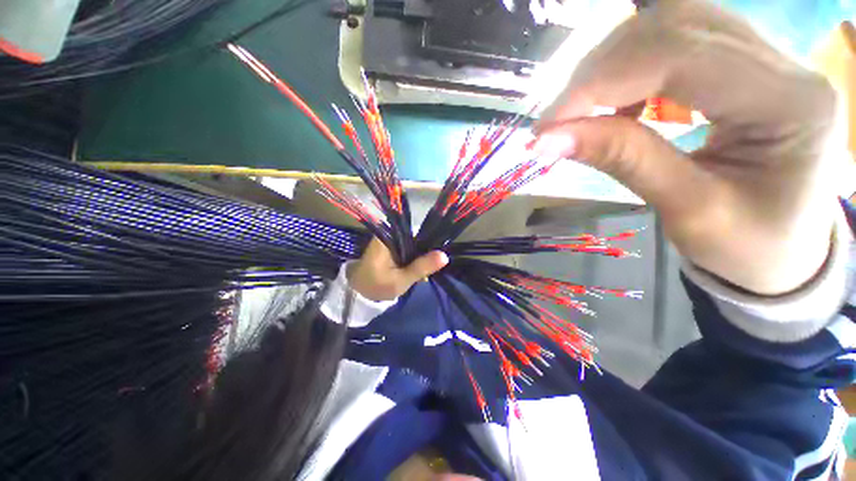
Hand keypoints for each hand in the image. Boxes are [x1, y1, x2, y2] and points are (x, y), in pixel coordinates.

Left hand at [348, 238, 448, 301]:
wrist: (359, 292)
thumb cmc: (377, 286)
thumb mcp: (401, 280)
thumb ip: (421, 267)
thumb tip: (445, 256)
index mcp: (388, 237)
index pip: (416, 231)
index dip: (430, 242)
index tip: (438, 256)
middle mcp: (389, 234)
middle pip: (415, 237)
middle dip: (425, 252)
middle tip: (430, 269)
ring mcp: (390, 240)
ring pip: (413, 244)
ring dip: (420, 257)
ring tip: (425, 272)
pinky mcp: (391, 247)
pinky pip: (408, 248)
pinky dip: (414, 259)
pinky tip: (418, 270)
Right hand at [532, 0, 842, 294]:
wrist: (786, 251)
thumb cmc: (748, 247)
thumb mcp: (686, 211)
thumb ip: (621, 160)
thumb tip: (548, 139)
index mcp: (789, 103)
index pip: (680, 56)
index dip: (599, 83)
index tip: (545, 126)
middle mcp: (784, 63)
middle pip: (674, 26)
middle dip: (600, 70)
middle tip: (557, 119)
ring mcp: (766, 57)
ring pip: (671, 26)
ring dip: (612, 66)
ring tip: (583, 111)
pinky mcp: (745, 65)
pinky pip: (677, 43)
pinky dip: (631, 69)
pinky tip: (618, 103)